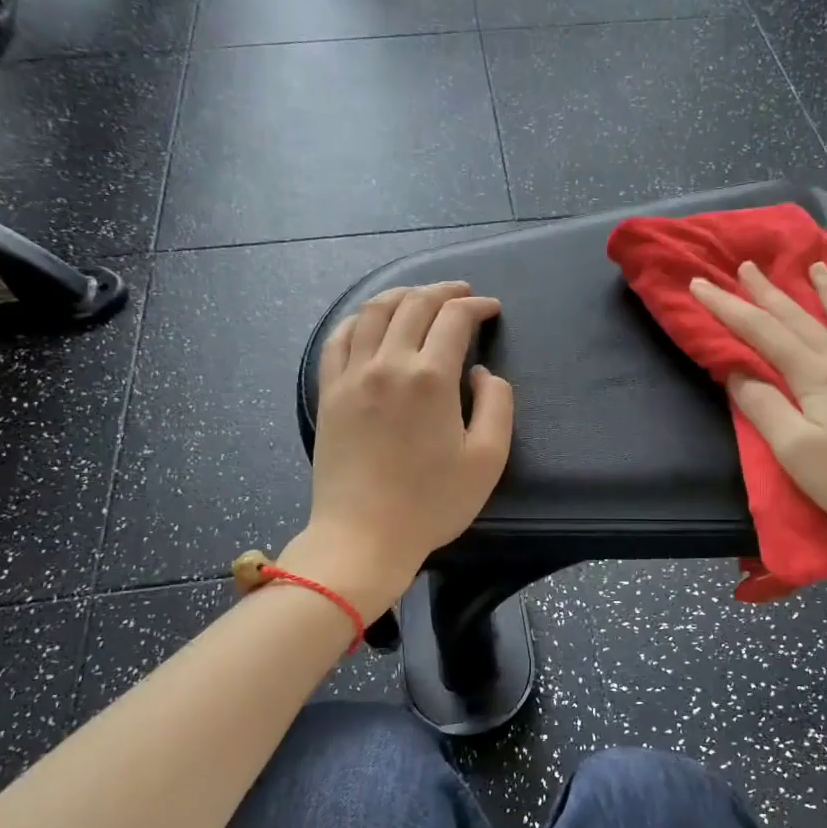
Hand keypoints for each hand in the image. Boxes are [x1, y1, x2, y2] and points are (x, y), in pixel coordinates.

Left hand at [292, 281, 513, 613]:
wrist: (363, 536)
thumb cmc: (432, 503)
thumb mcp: (488, 459)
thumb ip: (497, 405)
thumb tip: (480, 373)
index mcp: (431, 378)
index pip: (454, 319)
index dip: (477, 307)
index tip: (491, 309)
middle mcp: (388, 364)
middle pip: (414, 305)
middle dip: (443, 291)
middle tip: (462, 293)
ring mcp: (352, 376)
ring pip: (374, 312)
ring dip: (401, 295)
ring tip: (419, 296)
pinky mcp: (329, 392)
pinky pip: (339, 338)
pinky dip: (360, 318)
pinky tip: (371, 320)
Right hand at [690, 261, 826, 589]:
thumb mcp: (797, 453)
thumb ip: (764, 407)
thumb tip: (736, 371)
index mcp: (817, 377)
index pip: (763, 333)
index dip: (729, 308)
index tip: (701, 284)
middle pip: (802, 317)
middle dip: (769, 291)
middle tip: (747, 265)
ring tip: (815, 265)